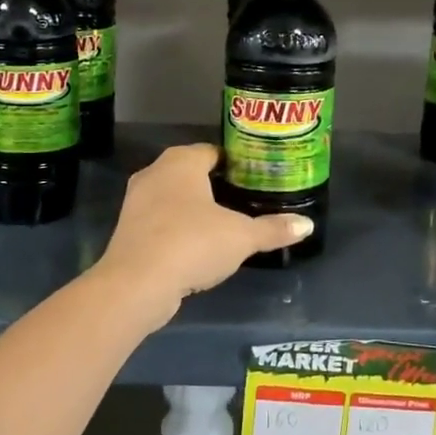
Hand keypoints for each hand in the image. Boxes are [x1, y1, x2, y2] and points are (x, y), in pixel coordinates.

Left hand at [93, 144, 312, 319]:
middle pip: (192, 172)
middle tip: (245, 201)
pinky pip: (160, 221)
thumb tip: (307, 224)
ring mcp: (136, 201)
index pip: (213, 151)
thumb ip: (273, 229)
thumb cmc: (192, 243)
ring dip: (194, 209)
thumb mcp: (241, 237)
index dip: (236, 163)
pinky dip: (178, 229)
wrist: (137, 283)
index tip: (256, 178)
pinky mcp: (128, 229)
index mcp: (182, 161)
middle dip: (216, 185)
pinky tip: (197, 247)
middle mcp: (155, 172)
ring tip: (225, 225)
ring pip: (173, 197)